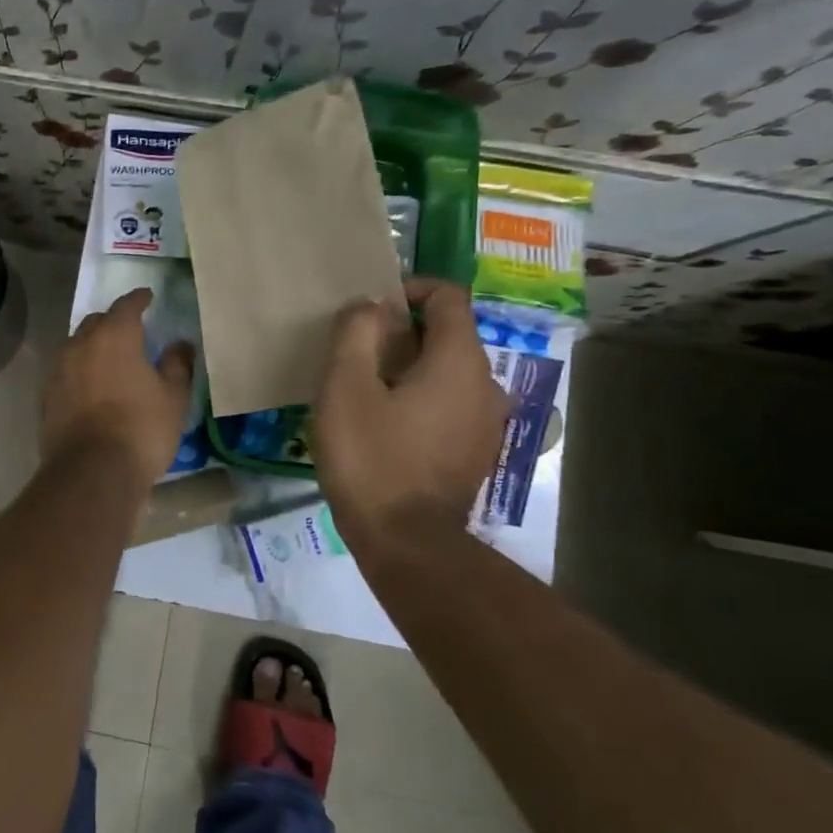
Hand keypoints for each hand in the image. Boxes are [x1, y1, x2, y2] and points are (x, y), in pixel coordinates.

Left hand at [42, 288, 194, 489]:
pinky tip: (91, 387)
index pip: (126, 305)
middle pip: (96, 322)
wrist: (91, 472)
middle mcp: (81, 344)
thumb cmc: (141, 429)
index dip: (139, 299)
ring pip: (77, 346)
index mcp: (114, 336)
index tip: (148, 297)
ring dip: (93, 346)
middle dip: (113, 321)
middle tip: (130, 331)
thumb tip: (180, 344)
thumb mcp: (173, 398)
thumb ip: (177, 365)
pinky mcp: (46, 396)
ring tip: (109, 359)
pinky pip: (66, 372)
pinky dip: (80, 372)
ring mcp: (58, 370)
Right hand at [314, 279, 508, 536]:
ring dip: (409, 370)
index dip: (409, 289)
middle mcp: (486, 384)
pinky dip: (420, 401)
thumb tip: (370, 305)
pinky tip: (385, 428)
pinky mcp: (477, 453)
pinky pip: (449, 406)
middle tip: (354, 356)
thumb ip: (356, 332)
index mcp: (459, 361)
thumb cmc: (371, 457)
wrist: (406, 543)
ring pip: (447, 374)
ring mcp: (487, 423)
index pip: (448, 296)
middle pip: (447, 335)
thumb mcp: (345, 387)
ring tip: (364, 393)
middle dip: (401, 334)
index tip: (370, 309)